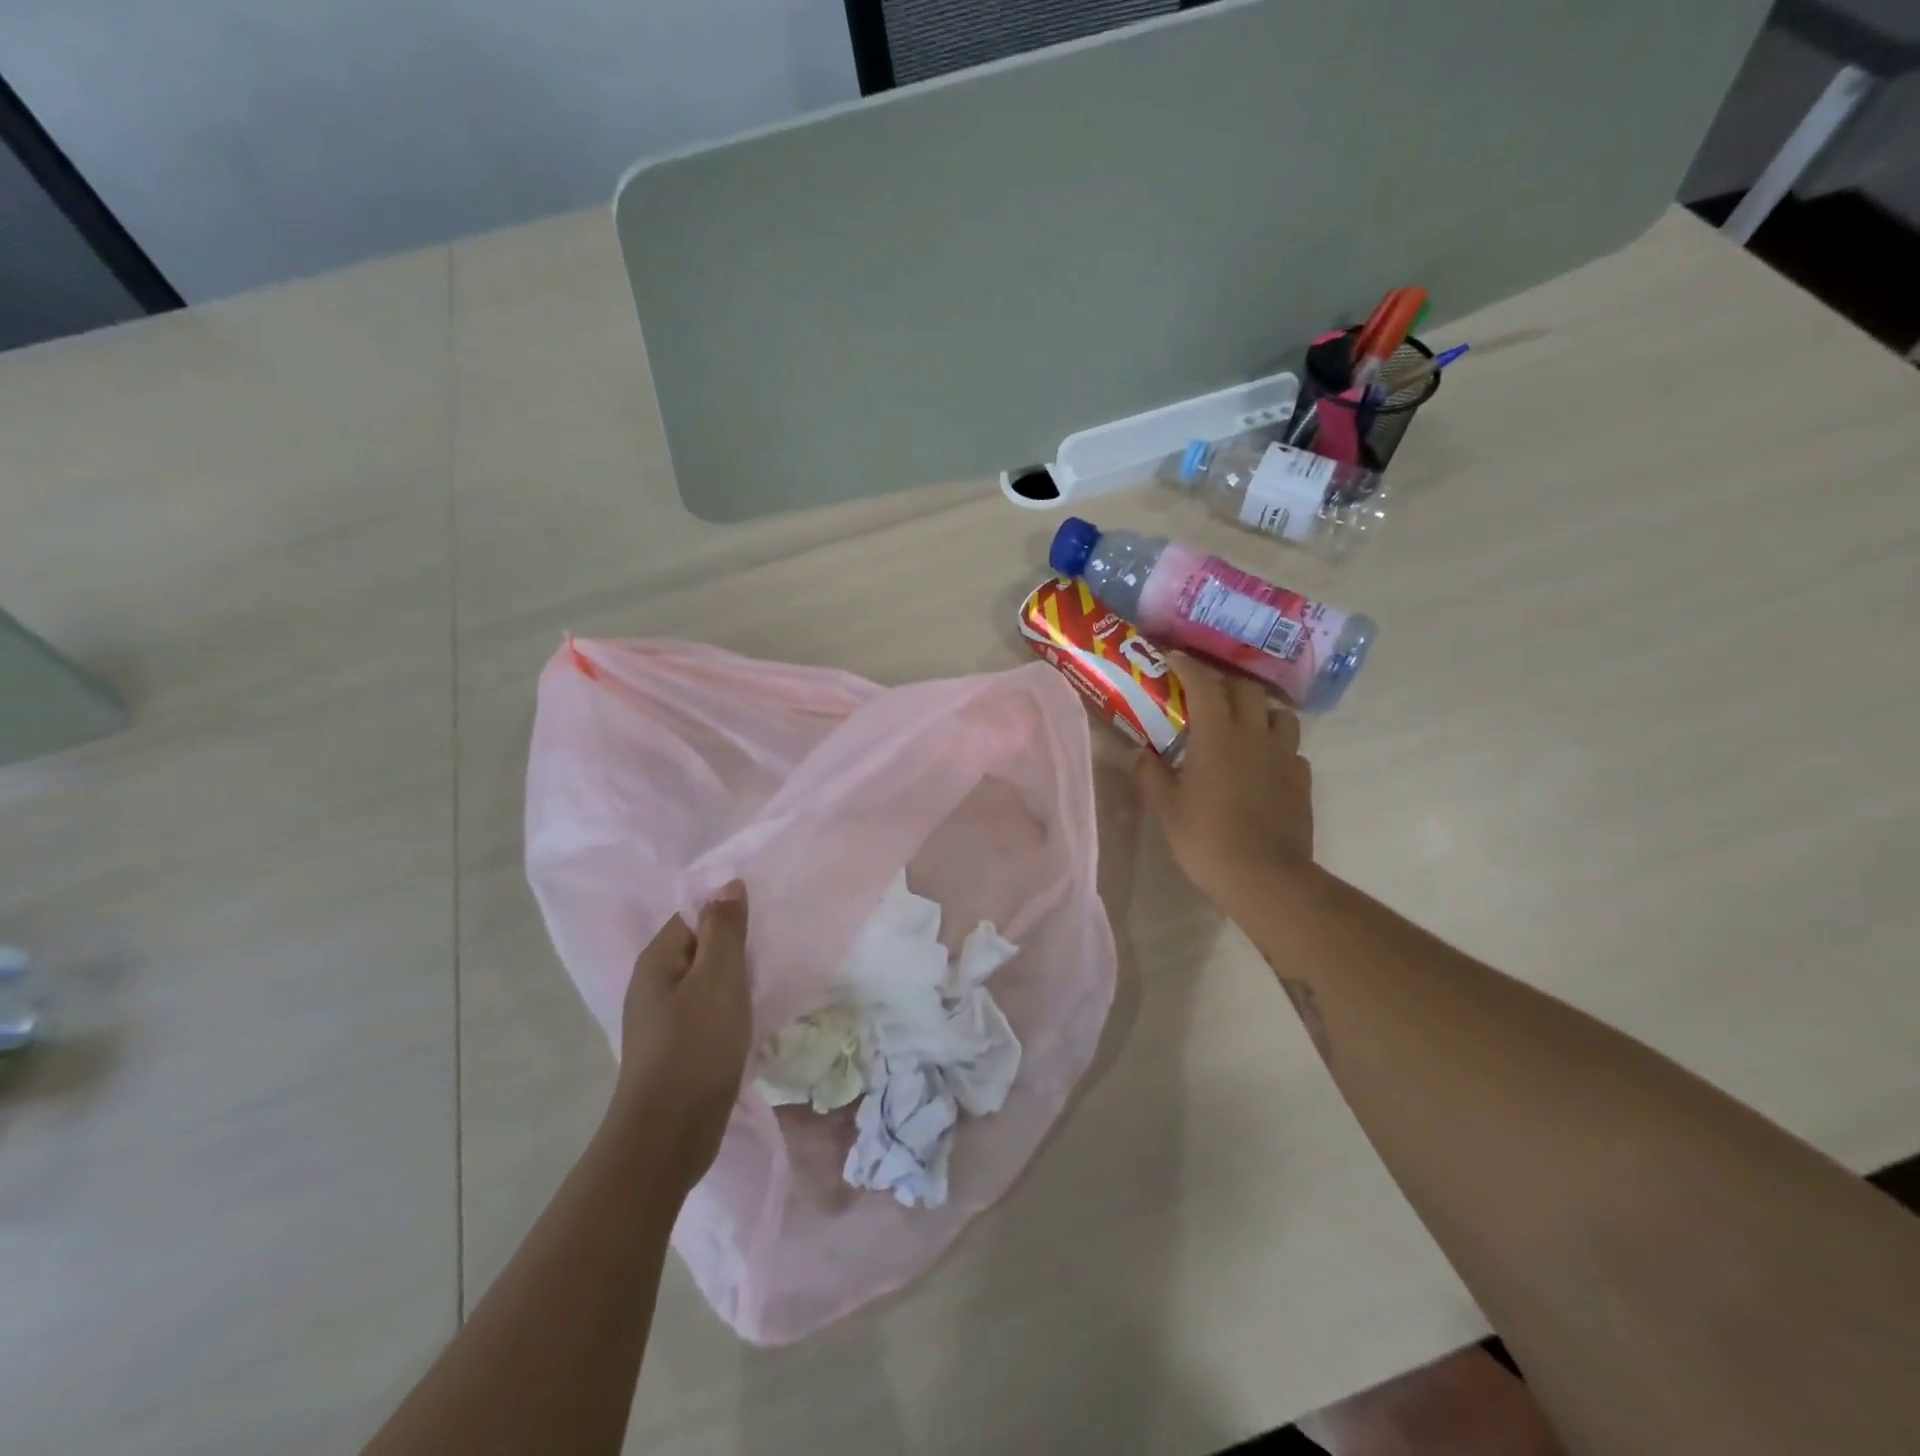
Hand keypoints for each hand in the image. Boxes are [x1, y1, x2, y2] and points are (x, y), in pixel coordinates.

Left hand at [613, 882, 751, 1191]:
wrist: (670, 1133)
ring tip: (770, 979)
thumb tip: (728, 883)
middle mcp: (654, 983)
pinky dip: (731, 1006)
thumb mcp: (718, 978)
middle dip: (736, 946)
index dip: (728, 913)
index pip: (694, 914)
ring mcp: (664, 1018)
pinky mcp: (678, 1046)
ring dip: (736, 978)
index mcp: (657, 960)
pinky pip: (708, 1010)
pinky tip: (753, 1015)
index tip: (765, 921)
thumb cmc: (696, 1046)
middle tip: (774, 948)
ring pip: (707, 980)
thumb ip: (724, 928)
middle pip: (701, 946)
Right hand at [1135, 654, 1313, 908]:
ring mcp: (1284, 756)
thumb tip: (1139, 753)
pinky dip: (1276, 746)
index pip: (1204, 684)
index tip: (1174, 658)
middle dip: (1224, 684)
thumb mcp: (1167, 808)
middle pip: (1246, 690)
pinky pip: (1291, 749)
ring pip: (1279, 714)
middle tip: (1205, 695)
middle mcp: (1254, 735)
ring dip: (1259, 710)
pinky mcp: (1302, 780)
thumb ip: (1151, 775)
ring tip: (1242, 724)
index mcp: (1217, 735)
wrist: (1264, 877)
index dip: (1188, 666)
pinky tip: (1263, 763)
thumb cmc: (1206, 838)